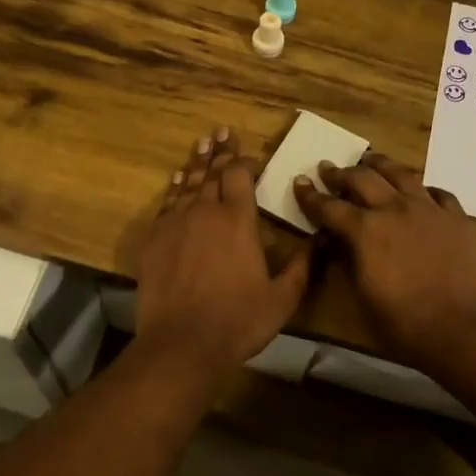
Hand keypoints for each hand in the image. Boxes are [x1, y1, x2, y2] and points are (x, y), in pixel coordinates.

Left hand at [134, 128, 311, 371]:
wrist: (181, 344)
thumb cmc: (237, 321)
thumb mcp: (283, 298)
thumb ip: (303, 266)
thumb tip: (321, 239)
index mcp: (238, 220)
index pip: (240, 177)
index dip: (244, 161)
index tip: (248, 153)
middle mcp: (206, 212)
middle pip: (213, 173)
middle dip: (220, 152)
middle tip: (222, 131)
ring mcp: (176, 223)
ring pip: (188, 183)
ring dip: (197, 162)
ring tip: (202, 143)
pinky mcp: (154, 239)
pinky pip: (167, 204)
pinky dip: (174, 188)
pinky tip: (177, 180)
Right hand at [292, 154, 475, 369]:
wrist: (464, 329)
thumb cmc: (405, 323)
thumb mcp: (363, 296)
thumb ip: (349, 261)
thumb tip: (339, 241)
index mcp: (365, 230)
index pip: (329, 207)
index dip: (311, 196)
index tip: (300, 182)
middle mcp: (394, 209)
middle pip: (362, 179)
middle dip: (340, 173)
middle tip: (328, 168)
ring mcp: (429, 209)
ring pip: (400, 174)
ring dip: (379, 165)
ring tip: (369, 160)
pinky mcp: (457, 218)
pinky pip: (438, 192)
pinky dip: (423, 188)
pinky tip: (420, 191)